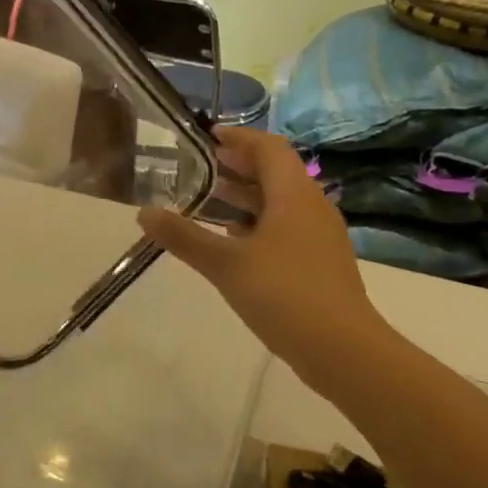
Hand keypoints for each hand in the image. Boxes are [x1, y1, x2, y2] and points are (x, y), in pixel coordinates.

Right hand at [138, 129, 385, 381]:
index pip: (268, 147)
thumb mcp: (225, 263)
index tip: (206, 136)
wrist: (343, 351)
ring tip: (208, 200)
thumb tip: (143, 213)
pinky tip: (232, 241)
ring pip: (279, 201)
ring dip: (246, 196)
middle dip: (238, 165)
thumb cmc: (284, 294)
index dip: (238, 137)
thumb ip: (184, 236)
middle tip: (199, 167)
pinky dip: (257, 222)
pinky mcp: (320, 262)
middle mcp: (311, 206)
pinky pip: (285, 227)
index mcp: (293, 194)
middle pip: (275, 172)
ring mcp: (319, 236)